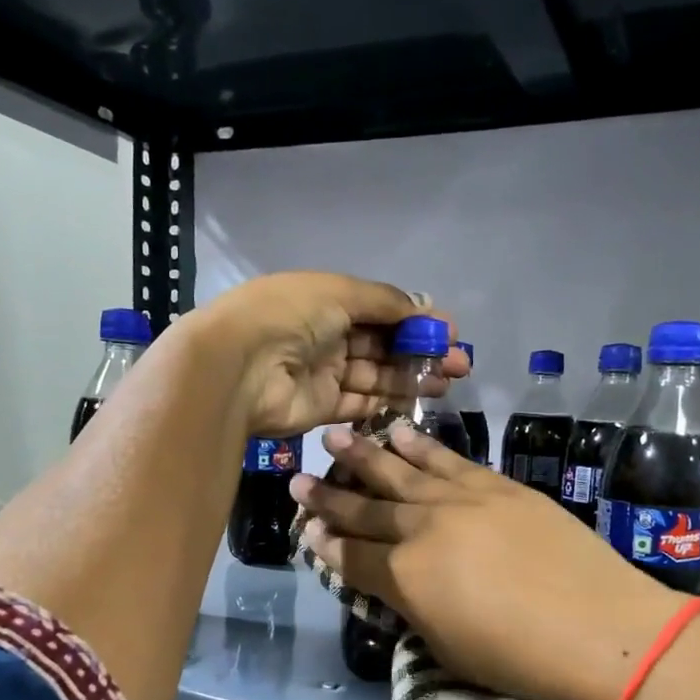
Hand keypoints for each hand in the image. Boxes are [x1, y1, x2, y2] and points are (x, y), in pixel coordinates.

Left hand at [177, 272, 465, 437]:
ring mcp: (323, 374)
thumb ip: (385, 301)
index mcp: (326, 301)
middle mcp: (326, 336)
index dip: (415, 321)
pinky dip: (387, 401)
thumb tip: (424, 307)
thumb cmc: (290, 316)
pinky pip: (360, 404)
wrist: (240, 367)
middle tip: (460, 364)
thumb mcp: (340, 292)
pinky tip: (418, 400)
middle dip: (421, 352)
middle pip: (382, 346)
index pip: (379, 310)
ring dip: (411, 378)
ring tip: (448, 382)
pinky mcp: (321, 407)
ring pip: (376, 376)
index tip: (450, 332)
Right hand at [290, 422, 678, 699]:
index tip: (306, 526)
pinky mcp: (497, 486)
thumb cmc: (518, 657)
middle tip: (299, 477)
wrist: (600, 627)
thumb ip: (411, 607)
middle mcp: (422, 528)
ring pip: (401, 470)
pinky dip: (421, 445)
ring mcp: (461, 500)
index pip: (352, 556)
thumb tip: (392, 583)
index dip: (325, 542)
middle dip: (329, 494)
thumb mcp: (446, 647)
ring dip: (365, 454)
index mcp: (404, 576)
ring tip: (337, 435)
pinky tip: (400, 432)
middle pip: (366, 508)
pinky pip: (448, 459)